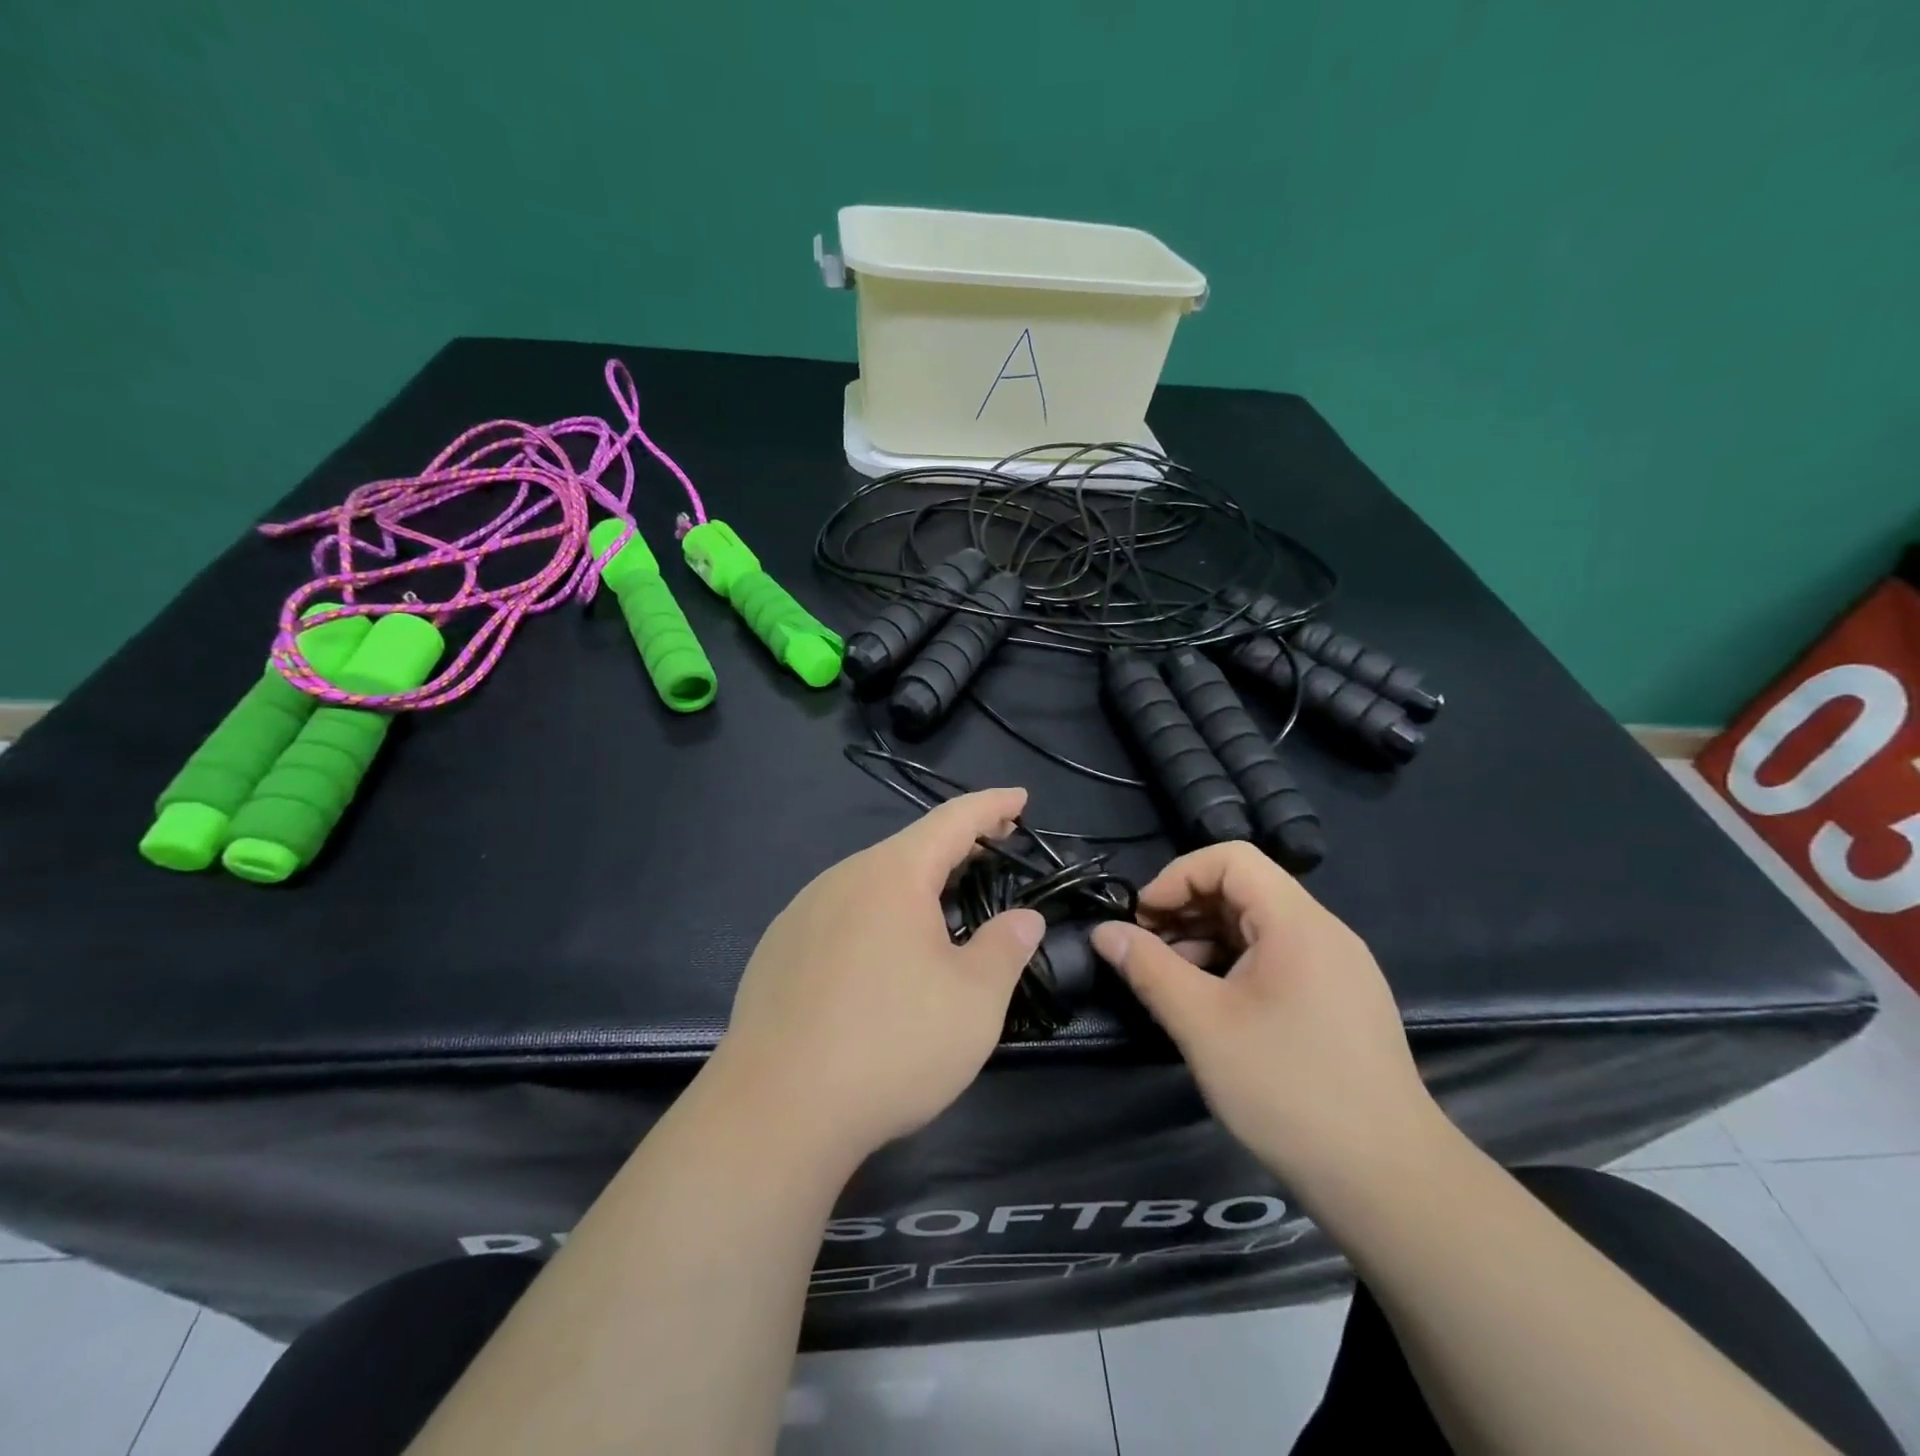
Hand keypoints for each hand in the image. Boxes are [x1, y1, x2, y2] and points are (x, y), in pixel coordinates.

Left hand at [712, 788, 1046, 1168]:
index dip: (992, 805)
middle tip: (994, 849)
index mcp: (892, 874)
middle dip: (956, 846)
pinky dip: (876, 916)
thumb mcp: (974, 1001)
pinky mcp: (778, 951)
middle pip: (909, 848)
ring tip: (944, 904)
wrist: (775, 1111)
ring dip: (914, 884)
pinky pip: (841, 915)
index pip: (953, 821)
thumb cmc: (892, 1044)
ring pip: (871, 882)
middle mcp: (841, 879)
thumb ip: (1006, 947)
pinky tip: (882, 956)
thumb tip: (1024, 918)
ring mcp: (801, 913)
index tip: (1020, 797)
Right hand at [1090, 842, 1438, 1192]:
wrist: (1389, 1182)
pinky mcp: (1341, 1001)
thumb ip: (1149, 968)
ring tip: (1171, 981)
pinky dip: (1236, 964)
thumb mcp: (1203, 1025)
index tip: (1142, 918)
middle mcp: (1324, 932)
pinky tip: (1212, 1005)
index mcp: (1297, 923)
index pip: (1231, 859)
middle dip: (1187, 908)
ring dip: (1207, 938)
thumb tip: (1104, 931)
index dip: (1177, 876)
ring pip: (1260, 926)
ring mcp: (1338, 967)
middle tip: (1146, 949)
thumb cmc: (1288, 1089)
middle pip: (1245, 888)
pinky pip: (1279, 958)